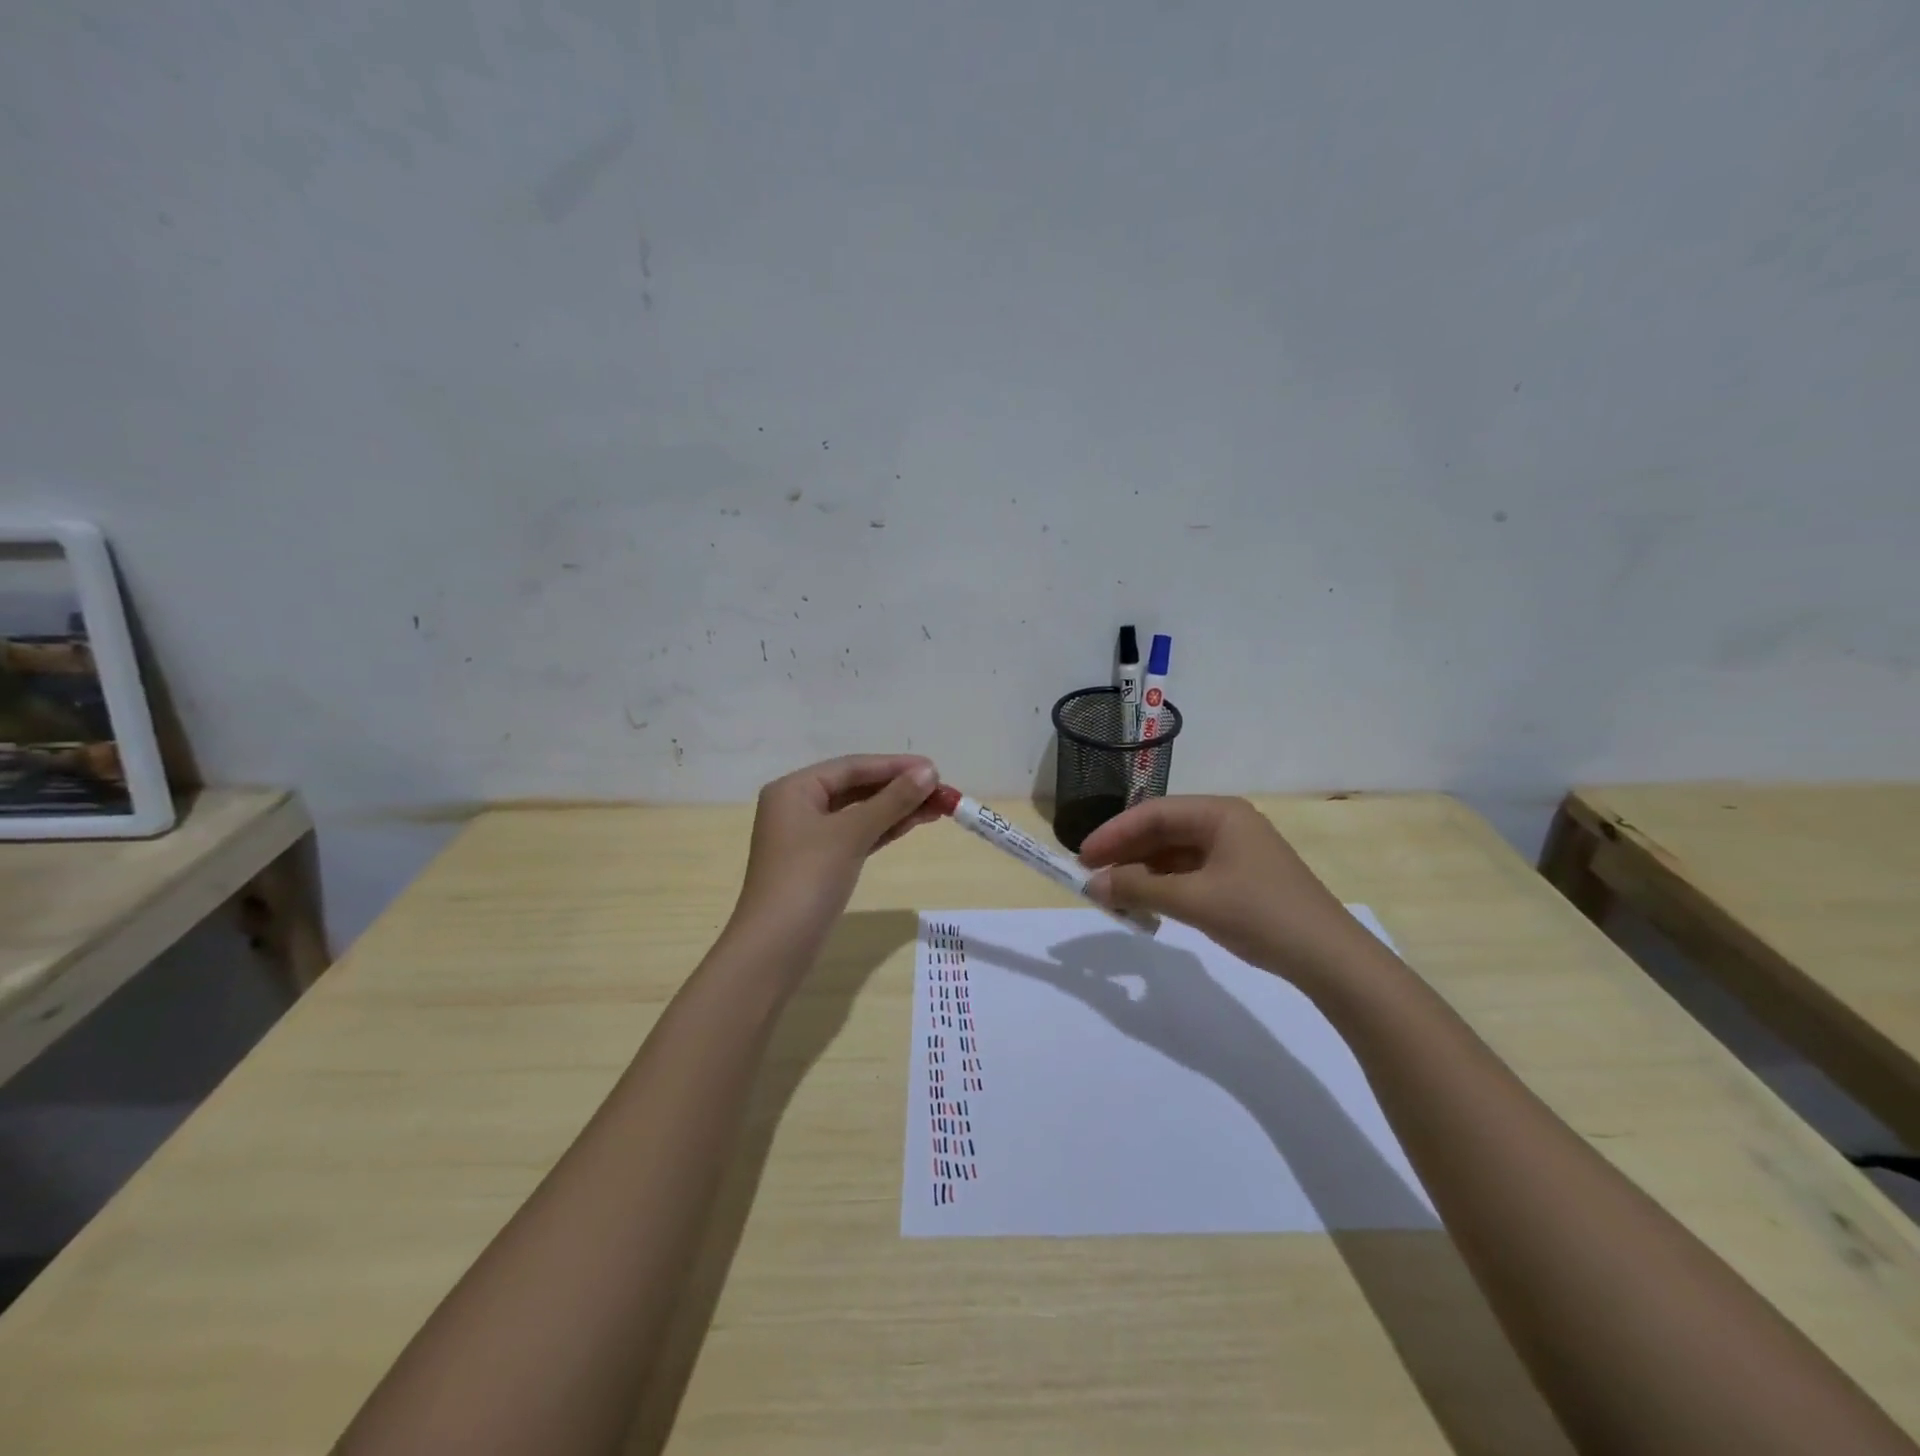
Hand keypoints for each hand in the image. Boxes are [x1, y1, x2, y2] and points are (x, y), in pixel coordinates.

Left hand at [728, 754, 940, 954]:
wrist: (775, 949)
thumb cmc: (807, 880)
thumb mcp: (851, 835)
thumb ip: (891, 801)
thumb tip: (929, 772)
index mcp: (794, 789)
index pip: (851, 767)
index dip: (895, 766)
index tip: (935, 769)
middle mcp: (798, 806)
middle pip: (856, 788)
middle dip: (899, 789)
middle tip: (942, 791)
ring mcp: (808, 837)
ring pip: (859, 813)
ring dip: (896, 809)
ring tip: (937, 807)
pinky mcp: (819, 864)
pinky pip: (856, 835)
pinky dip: (883, 829)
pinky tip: (911, 824)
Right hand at [1080, 796, 1382, 980]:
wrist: (1329, 958)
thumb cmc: (1260, 915)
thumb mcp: (1193, 900)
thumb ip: (1138, 889)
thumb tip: (1092, 885)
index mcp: (1219, 813)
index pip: (1153, 813)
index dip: (1113, 833)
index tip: (1082, 857)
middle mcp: (1226, 824)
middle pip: (1163, 830)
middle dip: (1126, 853)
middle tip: (1091, 877)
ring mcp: (1235, 851)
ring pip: (1175, 853)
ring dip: (1143, 872)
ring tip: (1113, 895)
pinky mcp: (1241, 877)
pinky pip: (1190, 873)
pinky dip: (1165, 886)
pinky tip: (1147, 904)